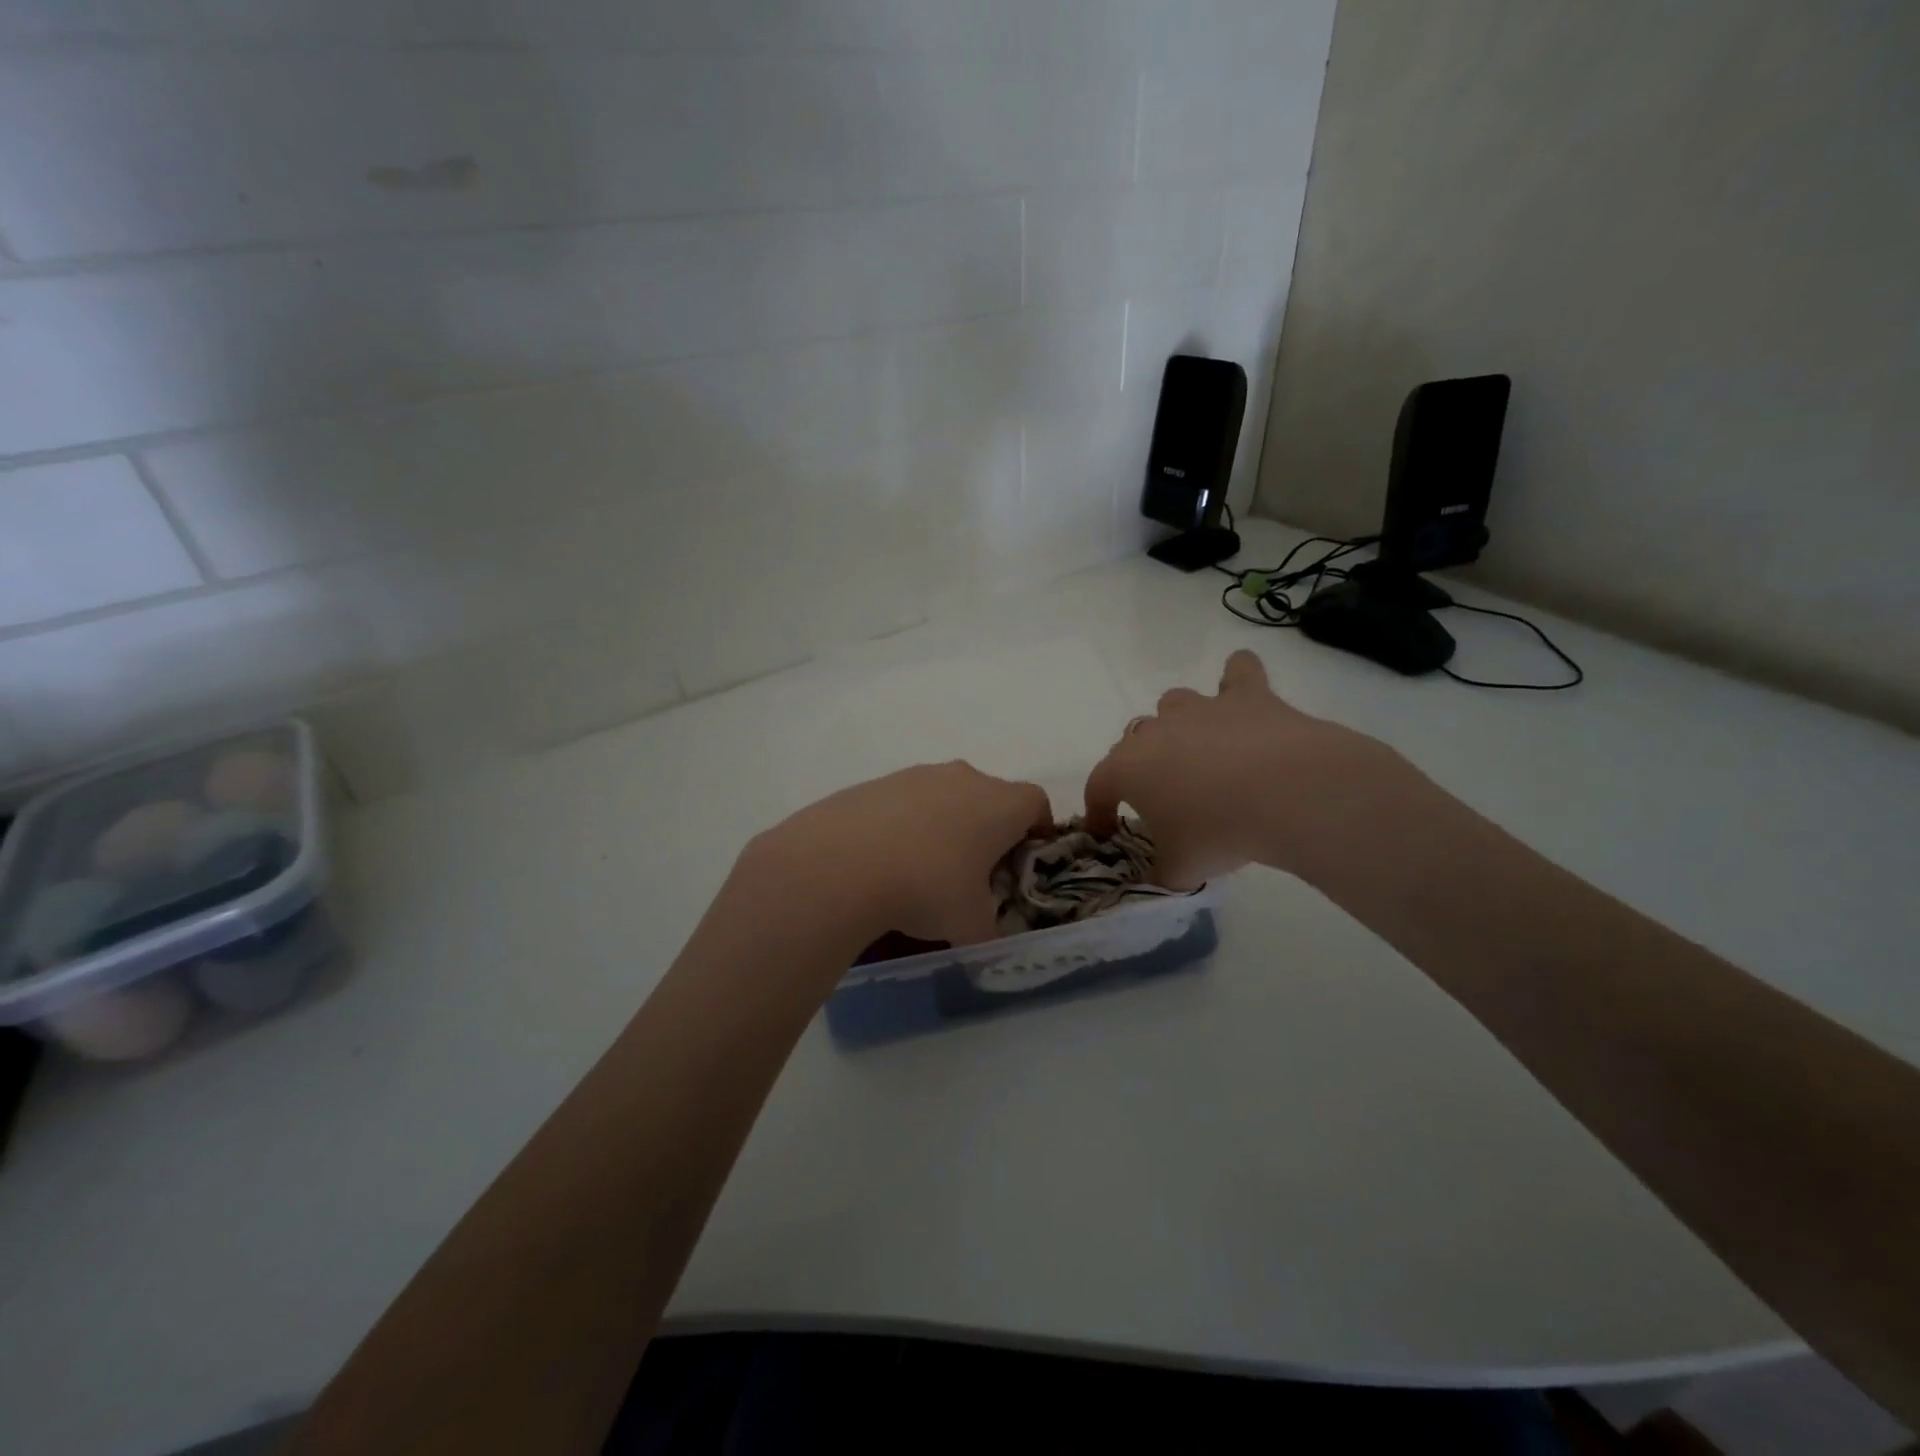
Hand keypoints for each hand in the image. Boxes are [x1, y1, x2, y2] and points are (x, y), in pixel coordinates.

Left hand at [738, 762, 1051, 946]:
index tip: (1025, 858)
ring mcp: (916, 775)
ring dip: (946, 824)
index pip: (1036, 802)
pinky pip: (906, 802)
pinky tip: (885, 860)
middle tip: (976, 871)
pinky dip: (906, 824)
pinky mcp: (876, 783)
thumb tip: (985, 936)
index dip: (1038, 829)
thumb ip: (989, 931)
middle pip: (990, 797)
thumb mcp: (970, 925)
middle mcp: (963, 778)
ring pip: (946, 796)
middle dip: (989, 829)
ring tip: (925, 868)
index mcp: (999, 804)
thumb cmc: (926, 889)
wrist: (838, 864)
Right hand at [1084, 650, 1412, 886]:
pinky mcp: (1247, 696)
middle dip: (1141, 764)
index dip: (1098, 810)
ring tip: (1199, 751)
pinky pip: (1239, 673)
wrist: (1287, 794)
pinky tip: (1243, 692)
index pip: (1098, 787)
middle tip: (1164, 796)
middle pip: (1133, 739)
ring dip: (1179, 724)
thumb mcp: (1179, 870)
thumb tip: (1160, 877)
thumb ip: (1160, 874)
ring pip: (1174, 703)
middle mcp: (1156, 730)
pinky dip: (1238, 679)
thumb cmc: (1218, 833)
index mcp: (1127, 768)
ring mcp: (1201, 708)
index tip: (1106, 831)